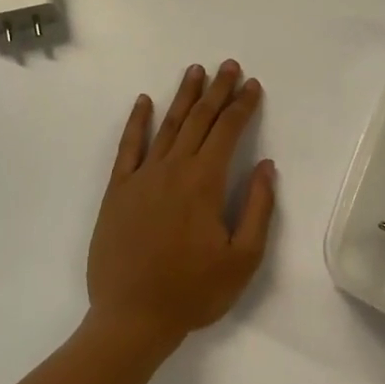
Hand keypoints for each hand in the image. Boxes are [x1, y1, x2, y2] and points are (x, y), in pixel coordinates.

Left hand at [86, 61, 275, 351]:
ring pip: (167, 126)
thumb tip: (266, 166)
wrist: (131, 318)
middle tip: (229, 65)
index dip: (243, 106)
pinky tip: (144, 102)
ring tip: (195, 71)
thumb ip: (257, 208)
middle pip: (199, 120)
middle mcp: (172, 169)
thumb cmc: (193, 292)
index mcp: (204, 183)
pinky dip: (137, 122)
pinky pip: (128, 147)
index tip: (253, 85)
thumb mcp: (243, 259)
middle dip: (217, 91)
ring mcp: (141, 177)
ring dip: (184, 97)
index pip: (228, 132)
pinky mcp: (118, 191)